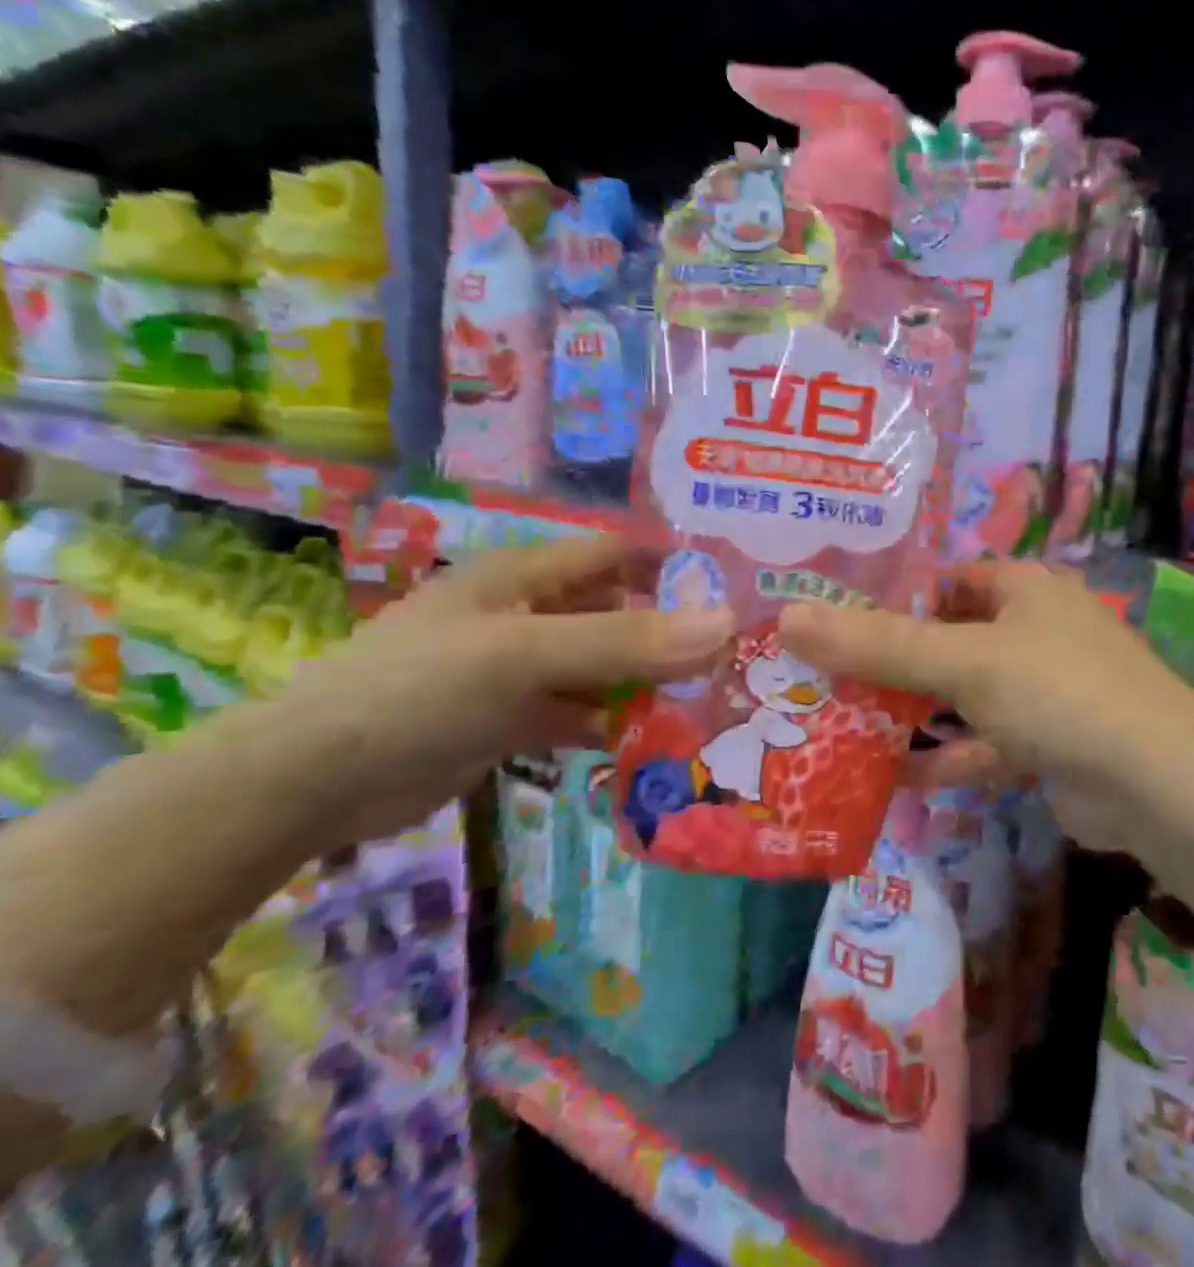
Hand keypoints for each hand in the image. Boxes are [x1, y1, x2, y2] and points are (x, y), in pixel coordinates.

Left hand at [269, 537, 732, 849]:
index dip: (675, 564)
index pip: (619, 553)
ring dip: (650, 682)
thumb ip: (625, 640)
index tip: (739, 590)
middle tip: (739, 658)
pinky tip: (656, 740)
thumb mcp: (525, 655)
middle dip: (674, 631)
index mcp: (528, 575)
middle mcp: (530, 613)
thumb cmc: (418, 690)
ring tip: (714, 702)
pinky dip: (616, 723)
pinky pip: (582, 712)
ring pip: (605, 666)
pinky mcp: (515, 718)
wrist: (310, 784)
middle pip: (620, 612)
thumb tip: (727, 624)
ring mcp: (522, 668)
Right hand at [777, 563, 1193, 847]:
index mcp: (1024, 589)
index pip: (946, 580)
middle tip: (826, 679)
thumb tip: (791, 618)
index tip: (835, 622)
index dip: (893, 597)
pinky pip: (986, 743)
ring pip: (965, 696)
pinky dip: (949, 758)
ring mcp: (1045, 690)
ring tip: (846, 727)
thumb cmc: (1056, 690)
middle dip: (895, 663)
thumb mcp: (962, 661)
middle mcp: (1036, 630)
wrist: (1154, 781)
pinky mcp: (1049, 743)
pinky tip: (898, 778)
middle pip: (950, 640)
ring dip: (917, 714)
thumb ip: (879, 644)